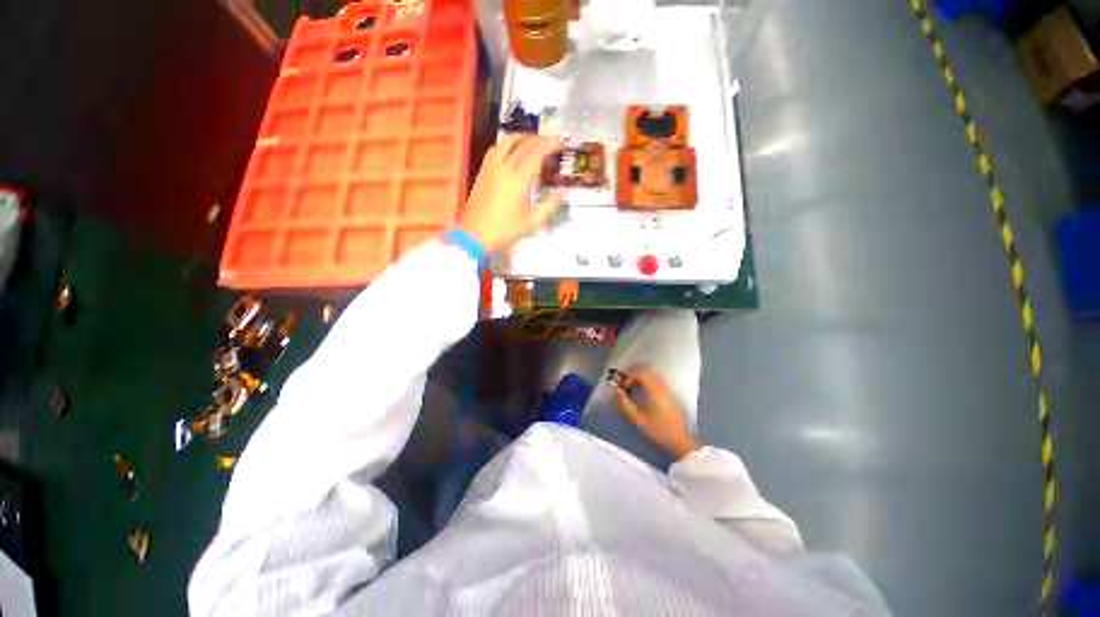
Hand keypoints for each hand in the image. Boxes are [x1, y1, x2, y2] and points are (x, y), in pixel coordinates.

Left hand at [461, 135, 563, 253]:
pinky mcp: (482, 172)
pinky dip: (507, 144)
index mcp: (518, 178)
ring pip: (506, 142)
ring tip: (532, 141)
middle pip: (523, 144)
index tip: (561, 141)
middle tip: (552, 141)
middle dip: (540, 139)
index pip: (537, 152)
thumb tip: (562, 192)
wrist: (475, 236)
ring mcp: (491, 168)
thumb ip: (551, 206)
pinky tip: (511, 151)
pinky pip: (495, 149)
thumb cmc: (506, 230)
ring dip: (522, 137)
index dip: (550, 144)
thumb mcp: (533, 222)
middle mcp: (504, 167)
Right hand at [613, 367, 700, 458]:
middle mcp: (661, 387)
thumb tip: (616, 390)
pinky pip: (654, 381)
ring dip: (638, 378)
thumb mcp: (638, 419)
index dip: (628, 376)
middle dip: (632, 375)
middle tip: (624, 385)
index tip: (622, 387)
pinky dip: (645, 382)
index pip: (640, 373)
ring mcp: (666, 390)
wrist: (680, 441)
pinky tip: (640, 393)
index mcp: (655, 390)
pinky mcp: (668, 394)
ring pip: (650, 375)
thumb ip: (625, 403)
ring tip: (630, 389)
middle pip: (645, 371)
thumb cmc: (658, 431)